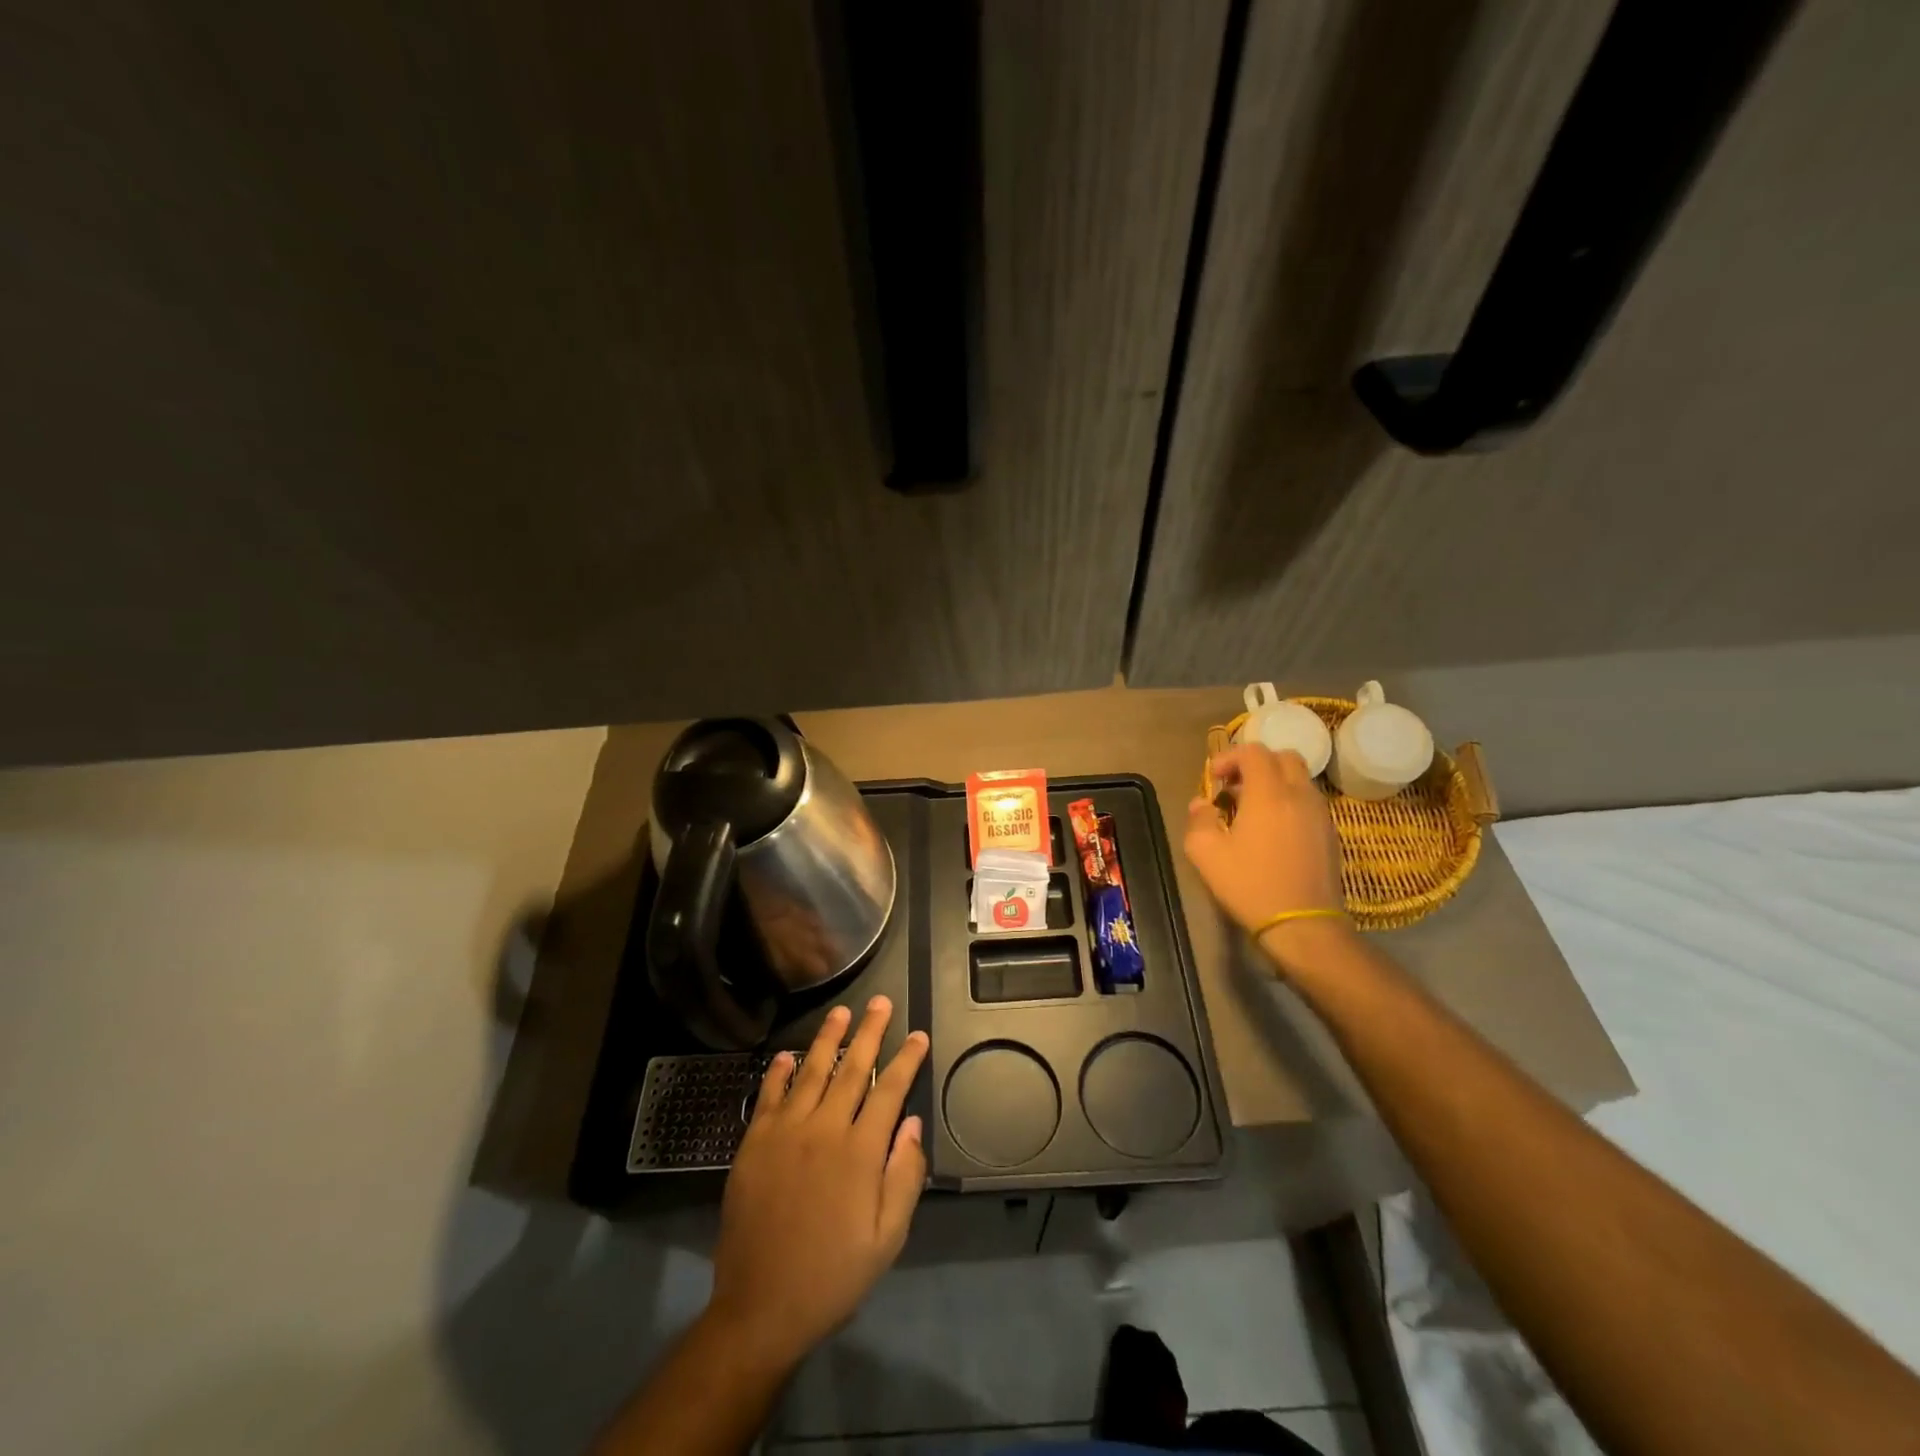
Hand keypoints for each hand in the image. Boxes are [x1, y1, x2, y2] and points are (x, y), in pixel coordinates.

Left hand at [707, 996, 929, 1370]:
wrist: (761, 1308)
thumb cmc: (833, 1275)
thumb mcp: (887, 1238)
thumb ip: (904, 1176)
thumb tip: (911, 1122)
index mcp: (860, 1153)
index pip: (889, 1091)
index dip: (906, 1059)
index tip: (918, 1034)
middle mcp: (824, 1130)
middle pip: (852, 1069)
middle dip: (870, 1032)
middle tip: (880, 1001)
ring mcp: (785, 1132)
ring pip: (811, 1071)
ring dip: (828, 1039)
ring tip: (840, 1012)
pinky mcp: (754, 1143)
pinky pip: (769, 1096)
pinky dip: (779, 1071)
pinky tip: (787, 1054)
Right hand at [1185, 745, 1346, 961]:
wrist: (1303, 925)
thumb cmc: (1250, 885)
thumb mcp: (1206, 854)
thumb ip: (1199, 820)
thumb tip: (1202, 804)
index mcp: (1269, 793)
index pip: (1254, 752)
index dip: (1229, 757)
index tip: (1213, 779)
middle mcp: (1299, 795)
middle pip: (1283, 757)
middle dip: (1256, 764)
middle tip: (1234, 787)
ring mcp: (1320, 814)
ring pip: (1299, 779)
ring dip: (1274, 782)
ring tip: (1252, 810)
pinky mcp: (1330, 833)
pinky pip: (1308, 801)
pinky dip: (1289, 801)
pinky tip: (1273, 831)